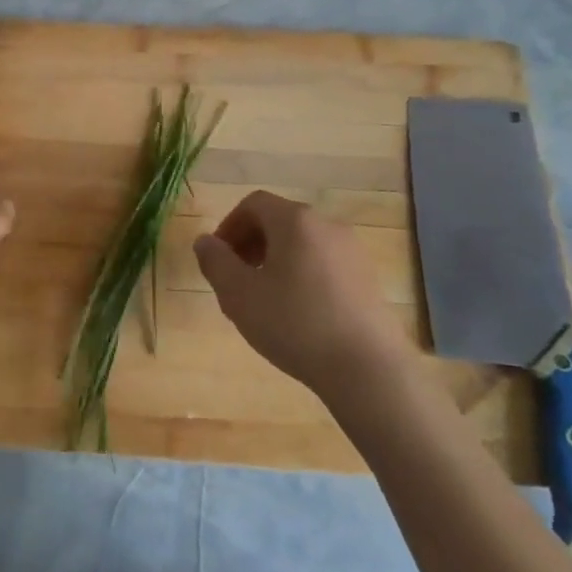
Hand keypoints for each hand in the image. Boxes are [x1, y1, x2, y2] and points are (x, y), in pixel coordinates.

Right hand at [194, 191, 418, 408]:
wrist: (366, 367)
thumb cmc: (295, 324)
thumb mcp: (239, 295)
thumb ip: (216, 262)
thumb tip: (204, 241)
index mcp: (295, 221)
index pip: (254, 203)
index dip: (229, 226)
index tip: (218, 259)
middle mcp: (327, 225)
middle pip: (279, 221)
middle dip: (250, 244)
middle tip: (235, 280)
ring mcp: (352, 251)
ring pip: (301, 244)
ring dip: (275, 261)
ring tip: (263, 301)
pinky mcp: (367, 277)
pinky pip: (323, 263)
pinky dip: (301, 275)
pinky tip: (296, 314)